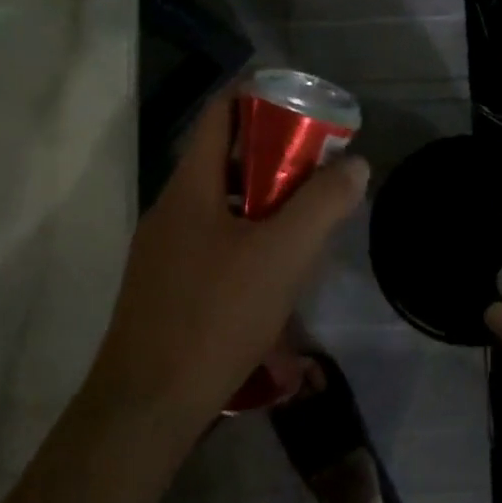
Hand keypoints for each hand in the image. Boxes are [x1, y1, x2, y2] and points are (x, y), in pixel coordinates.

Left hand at [89, 91, 368, 433]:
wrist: (147, 407)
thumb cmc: (215, 315)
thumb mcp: (283, 254)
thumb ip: (323, 203)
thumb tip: (354, 164)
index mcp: (190, 187)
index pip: (220, 114)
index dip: (258, 96)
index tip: (300, 103)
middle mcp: (170, 210)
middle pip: (223, 159)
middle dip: (272, 155)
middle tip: (316, 165)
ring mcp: (162, 251)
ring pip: (220, 205)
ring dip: (261, 202)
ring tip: (303, 218)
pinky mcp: (166, 287)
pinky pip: (211, 242)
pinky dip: (245, 238)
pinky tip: (272, 272)